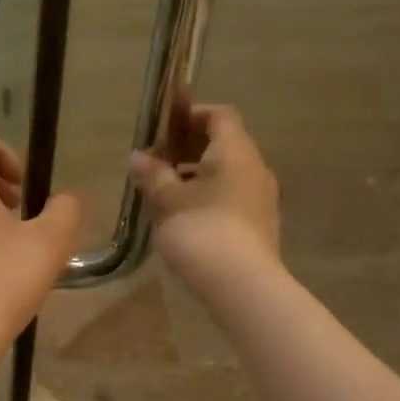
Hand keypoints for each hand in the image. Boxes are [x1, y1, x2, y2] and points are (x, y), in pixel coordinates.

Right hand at [127, 97, 279, 284]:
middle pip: (223, 143)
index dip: (190, 116)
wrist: (241, 285)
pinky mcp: (259, 224)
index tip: (162, 131)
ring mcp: (260, 198)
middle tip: (157, 164)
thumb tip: (139, 156)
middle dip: (188, 148)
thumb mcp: (167, 201)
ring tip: (165, 193)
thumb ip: (153, 174)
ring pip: (227, 173)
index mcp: (235, 151)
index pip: (219, 115)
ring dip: (196, 175)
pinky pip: (231, 197)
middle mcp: (254, 167)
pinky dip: (208, 196)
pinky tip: (184, 218)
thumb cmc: (200, 231)